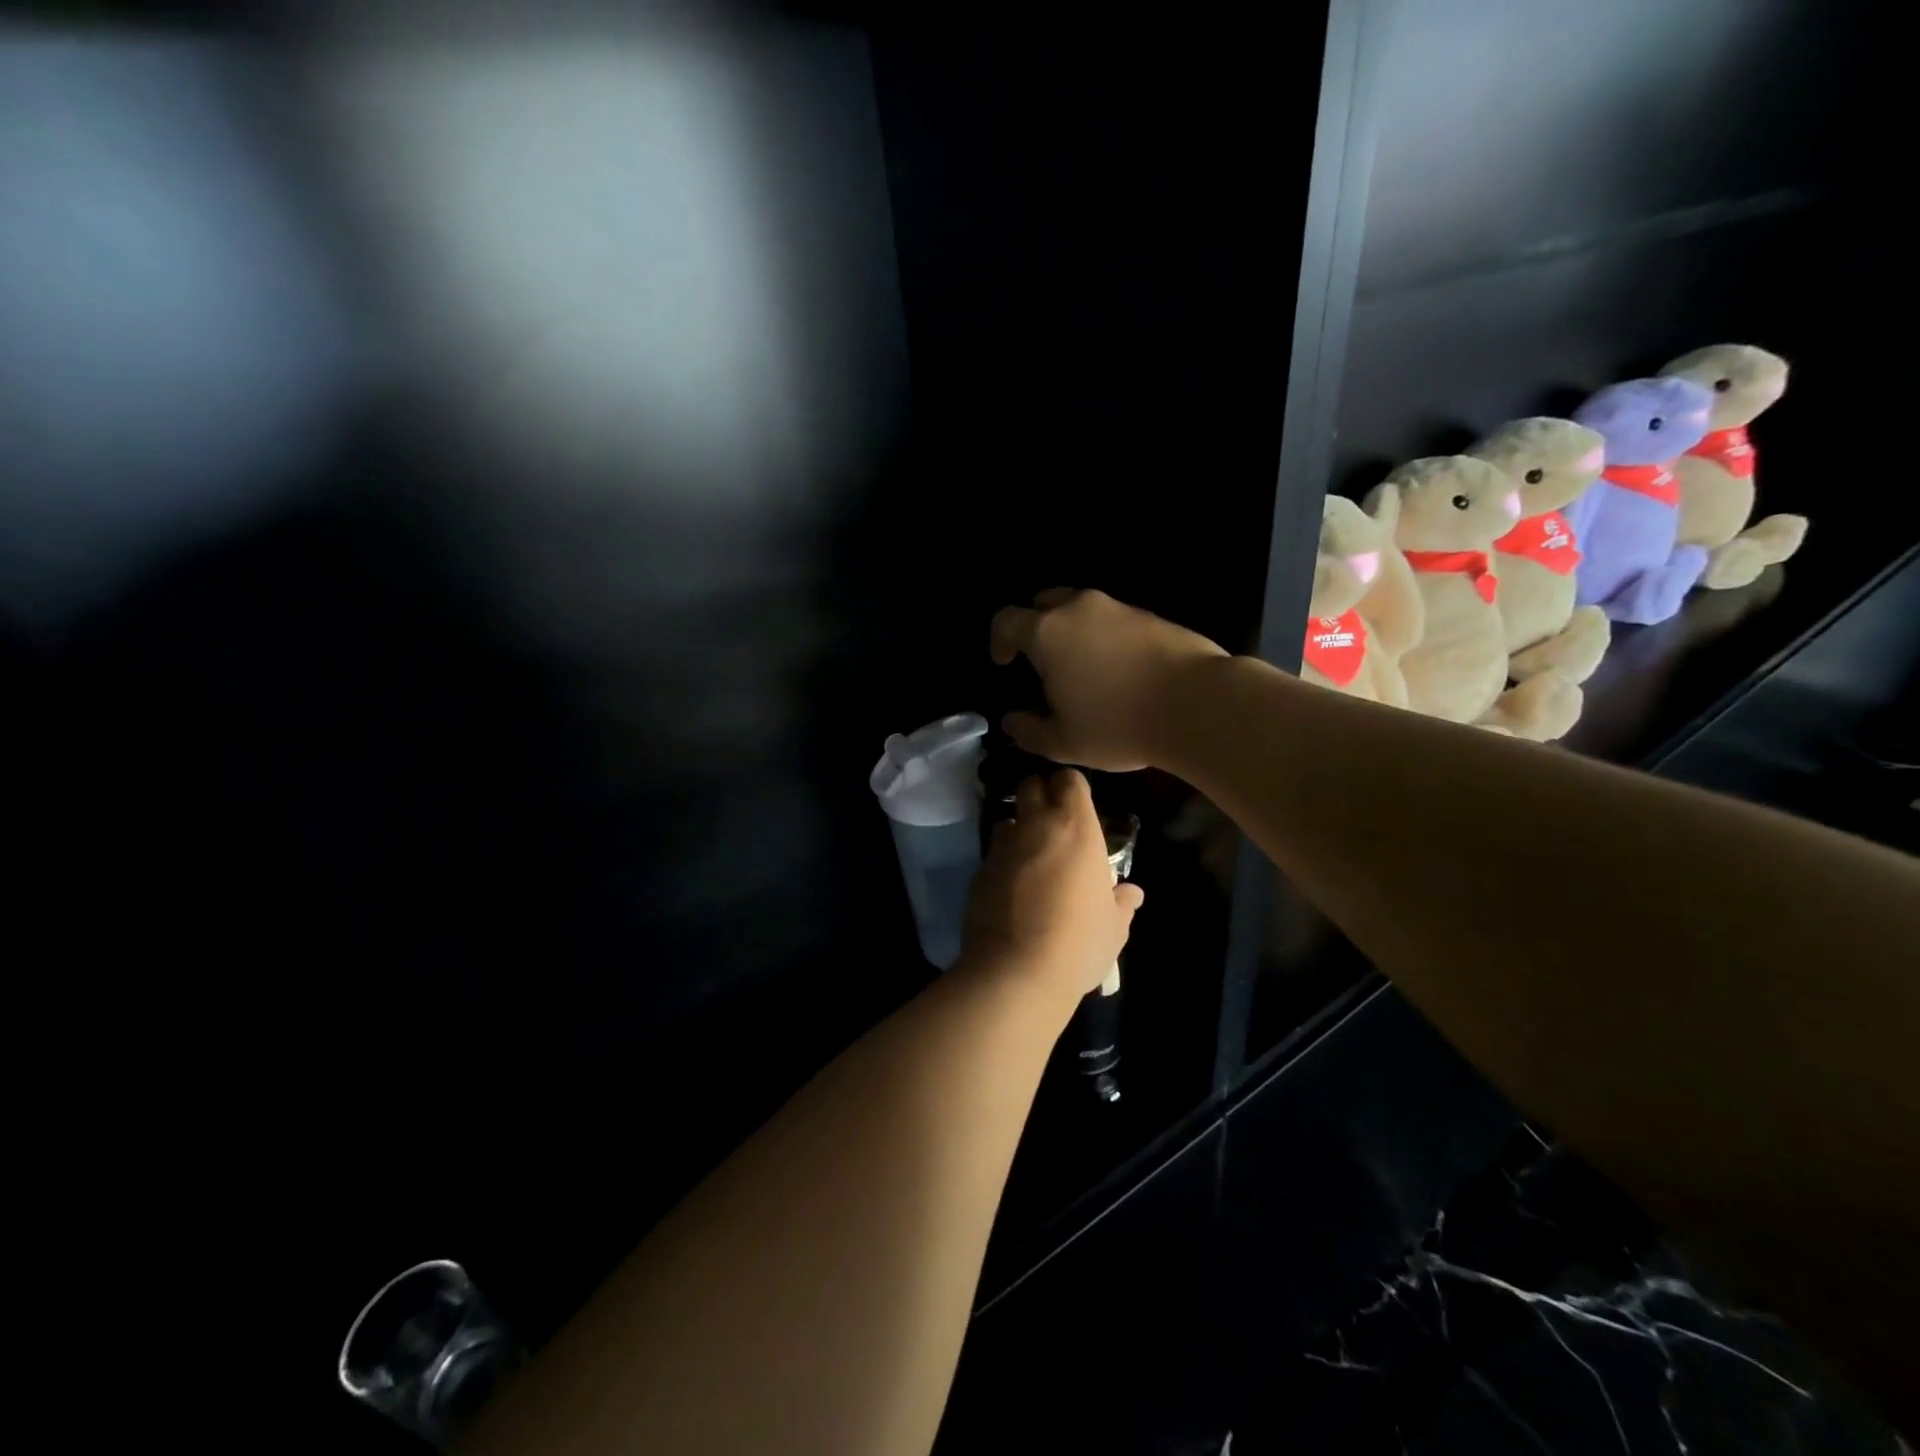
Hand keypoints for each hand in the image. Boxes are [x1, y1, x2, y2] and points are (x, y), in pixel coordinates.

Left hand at [960, 770, 1143, 1005]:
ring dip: (1019, 830)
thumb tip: (1131, 893)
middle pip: (1031, 786)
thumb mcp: (1113, 927)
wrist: (1015, 971)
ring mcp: (1001, 848)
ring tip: (1031, 856)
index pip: (1069, 780)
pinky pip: (993, 854)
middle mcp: (1035, 827)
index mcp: (1075, 828)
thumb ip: (1121, 903)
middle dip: (1040, 795)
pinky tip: (1012, 888)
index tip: (1077, 804)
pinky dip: (1003, 862)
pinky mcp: (978, 871)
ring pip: (1008, 821)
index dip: (1072, 787)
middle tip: (1053, 821)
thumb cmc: (1078, 942)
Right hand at [989, 589, 1227, 771]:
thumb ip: (1029, 731)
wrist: (1196, 705)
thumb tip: (1012, 722)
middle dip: (1035, 624)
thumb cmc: (1117, 724)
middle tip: (1040, 657)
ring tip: (1081, 666)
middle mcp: (1079, 609)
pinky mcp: (1151, 616)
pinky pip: (1114, 619)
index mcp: (1047, 633)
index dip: (998, 640)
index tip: (1003, 662)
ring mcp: (1118, 608)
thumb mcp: (1064, 742)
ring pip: (1082, 608)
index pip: (1007, 620)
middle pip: (1044, 602)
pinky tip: (1118, 669)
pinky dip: (1106, 636)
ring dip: (1073, 630)